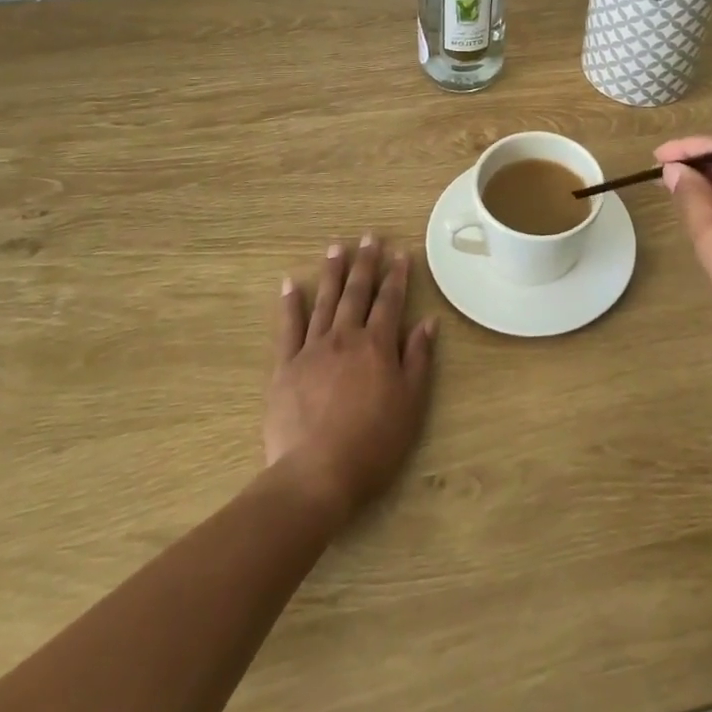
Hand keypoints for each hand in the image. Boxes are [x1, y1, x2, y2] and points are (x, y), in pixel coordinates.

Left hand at [266, 235, 437, 524]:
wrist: (316, 475)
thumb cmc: (373, 443)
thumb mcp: (411, 404)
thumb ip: (418, 359)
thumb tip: (427, 322)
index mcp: (378, 345)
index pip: (390, 301)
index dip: (397, 276)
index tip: (400, 253)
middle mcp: (346, 337)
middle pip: (357, 293)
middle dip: (365, 263)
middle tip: (368, 237)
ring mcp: (312, 350)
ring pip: (324, 301)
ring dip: (332, 273)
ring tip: (336, 247)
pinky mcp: (285, 367)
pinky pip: (288, 328)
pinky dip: (290, 304)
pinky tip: (290, 284)